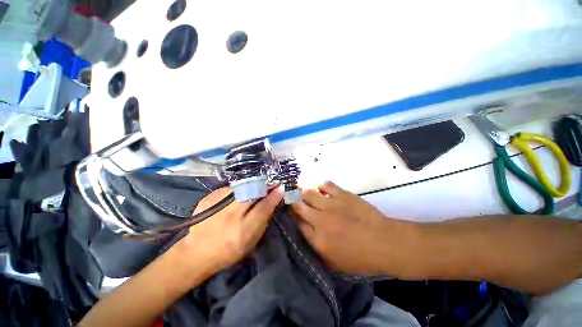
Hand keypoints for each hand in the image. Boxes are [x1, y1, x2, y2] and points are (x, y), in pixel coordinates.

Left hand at [180, 187, 282, 275]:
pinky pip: (230, 188)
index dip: (274, 196)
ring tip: (256, 187)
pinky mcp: (208, 199)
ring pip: (241, 187)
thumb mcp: (251, 241)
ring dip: (252, 185)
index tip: (281, 187)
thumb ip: (263, 220)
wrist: (196, 252)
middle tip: (270, 183)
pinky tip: (238, 194)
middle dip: (264, 185)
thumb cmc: (229, 251)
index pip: (263, 207)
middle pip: (252, 192)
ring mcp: (217, 205)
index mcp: (242, 230)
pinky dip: (238, 189)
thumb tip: (273, 201)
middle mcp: (230, 216)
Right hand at [291, 181, 412, 274]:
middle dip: (294, 202)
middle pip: (299, 206)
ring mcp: (331, 205)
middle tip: (294, 199)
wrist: (384, 242)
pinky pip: (326, 185)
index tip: (292, 211)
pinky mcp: (342, 195)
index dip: (293, 216)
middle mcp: (320, 220)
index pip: (297, 223)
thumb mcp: (335, 263)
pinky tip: (322, 188)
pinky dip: (321, 185)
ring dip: (305, 192)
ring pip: (309, 193)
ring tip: (305, 191)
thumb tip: (306, 233)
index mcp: (318, 239)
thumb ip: (317, 249)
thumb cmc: (361, 257)